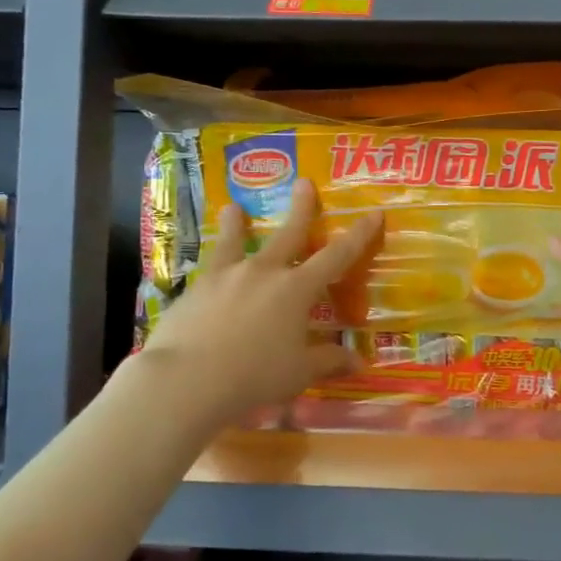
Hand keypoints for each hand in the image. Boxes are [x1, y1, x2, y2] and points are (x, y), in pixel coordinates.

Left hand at [139, 179, 381, 420]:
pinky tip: (205, 270)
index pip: (337, 255)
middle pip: (288, 233)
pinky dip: (211, 263)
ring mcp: (226, 276)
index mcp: (296, 289)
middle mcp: (264, 272)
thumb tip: (359, 362)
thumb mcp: (298, 372)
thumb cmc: (254, 375)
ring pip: (235, 240)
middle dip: (301, 208)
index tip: (373, 213)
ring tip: (233, 207)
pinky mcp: (196, 288)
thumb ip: (328, 362)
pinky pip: (208, 268)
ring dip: (237, 223)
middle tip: (304, 182)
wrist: (187, 378)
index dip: (358, 234)